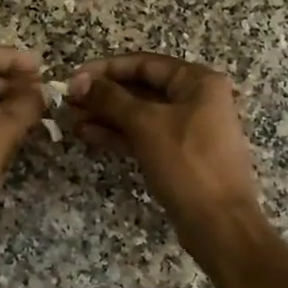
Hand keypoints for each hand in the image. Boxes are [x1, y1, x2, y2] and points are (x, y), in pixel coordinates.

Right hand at [67, 54, 265, 252]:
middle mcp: (196, 99)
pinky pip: (145, 136)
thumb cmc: (187, 163)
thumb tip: (78, 81)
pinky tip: (89, 135)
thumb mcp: (146, 124)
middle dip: (104, 95)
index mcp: (198, 82)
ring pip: (140, 114)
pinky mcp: (179, 155)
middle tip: (68, 102)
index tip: (73, 78)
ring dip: (106, 115)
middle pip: (142, 88)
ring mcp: (188, 129)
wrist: (219, 223)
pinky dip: (119, 134)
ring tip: (71, 120)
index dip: (106, 69)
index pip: (144, 63)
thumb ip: (110, 99)